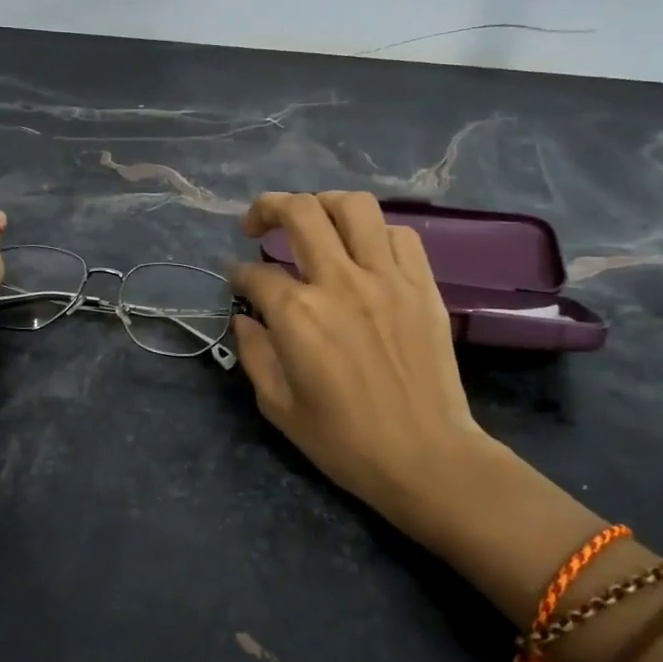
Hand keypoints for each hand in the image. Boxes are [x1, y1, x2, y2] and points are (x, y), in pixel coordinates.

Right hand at [230, 191, 497, 549]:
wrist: (425, 456)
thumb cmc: (344, 440)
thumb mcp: (278, 405)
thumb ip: (254, 353)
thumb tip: (245, 319)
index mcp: (298, 315)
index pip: (255, 274)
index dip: (238, 275)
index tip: (237, 283)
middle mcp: (340, 282)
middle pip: (300, 213)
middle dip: (267, 208)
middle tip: (256, 224)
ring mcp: (387, 279)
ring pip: (354, 207)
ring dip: (324, 205)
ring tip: (313, 221)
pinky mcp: (423, 285)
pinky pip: (399, 234)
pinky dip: (374, 233)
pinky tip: (363, 251)